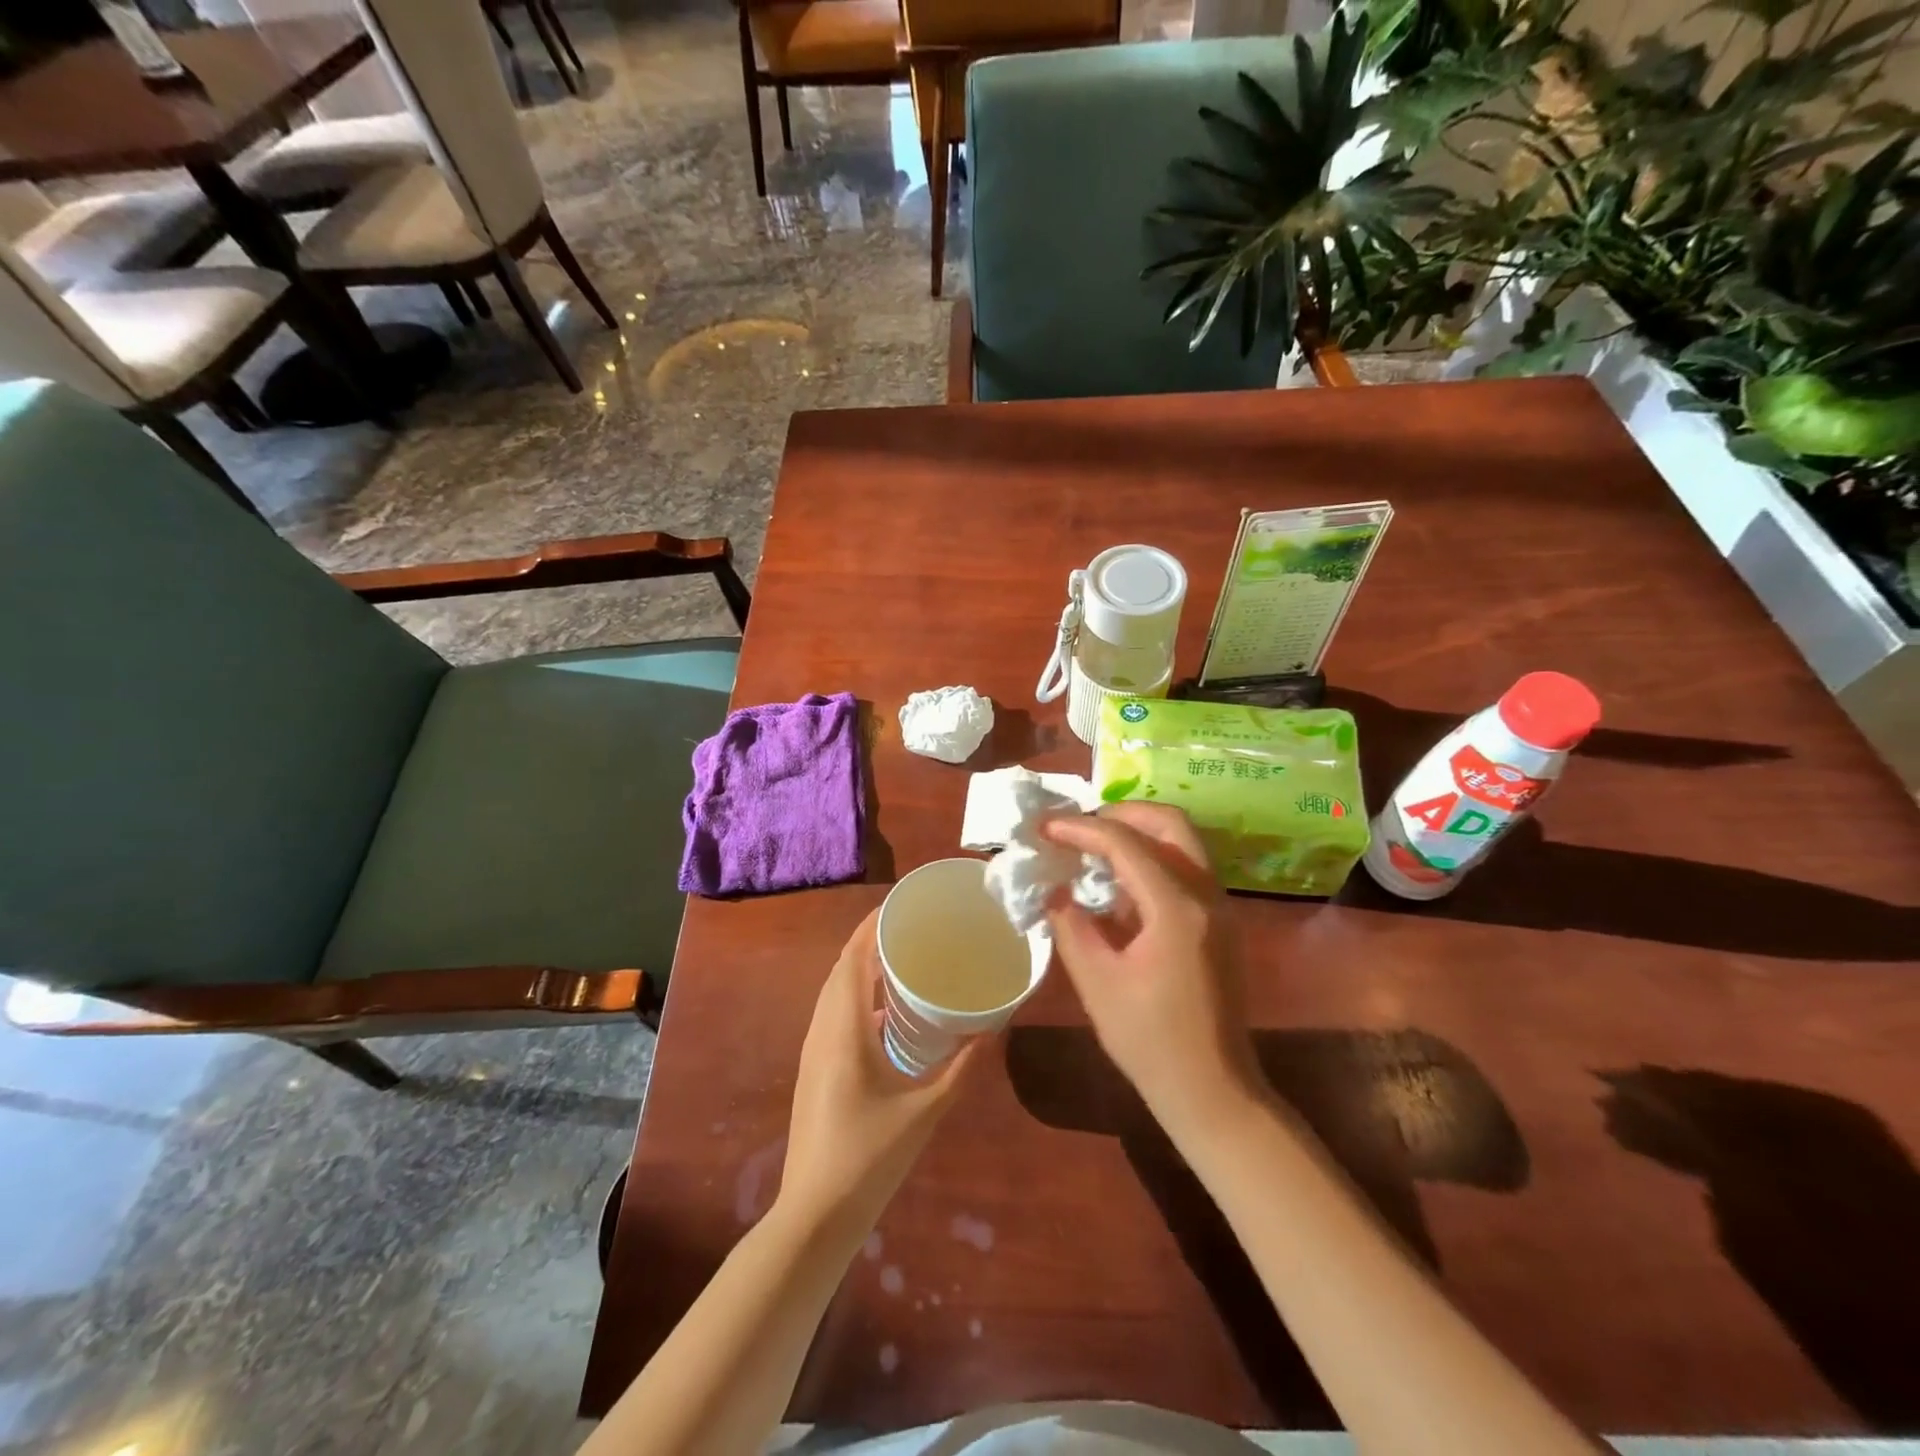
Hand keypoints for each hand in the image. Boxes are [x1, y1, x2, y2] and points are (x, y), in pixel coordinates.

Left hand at [778, 908, 986, 1233]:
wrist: (814, 1215)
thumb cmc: (870, 1158)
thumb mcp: (926, 1111)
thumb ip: (963, 1067)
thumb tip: (995, 1026)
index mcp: (845, 1028)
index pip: (854, 957)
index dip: (874, 925)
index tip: (905, 904)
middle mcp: (823, 1028)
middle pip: (843, 967)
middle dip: (872, 940)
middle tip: (913, 927)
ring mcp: (814, 1048)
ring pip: (835, 990)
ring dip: (863, 967)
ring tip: (904, 957)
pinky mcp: (815, 1067)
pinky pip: (834, 1012)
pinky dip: (857, 995)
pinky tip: (888, 1010)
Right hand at [1042, 803, 1259, 1129]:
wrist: (1214, 1090)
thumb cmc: (1150, 1042)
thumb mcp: (1097, 982)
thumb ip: (1070, 925)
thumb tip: (1054, 889)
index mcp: (1176, 908)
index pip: (1125, 843)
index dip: (1080, 828)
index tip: (1044, 827)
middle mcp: (1207, 894)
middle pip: (1169, 822)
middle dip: (1120, 812)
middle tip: (1078, 826)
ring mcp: (1220, 906)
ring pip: (1182, 841)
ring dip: (1138, 832)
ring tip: (1092, 847)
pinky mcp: (1220, 922)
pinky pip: (1186, 866)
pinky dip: (1152, 857)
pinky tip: (1118, 883)